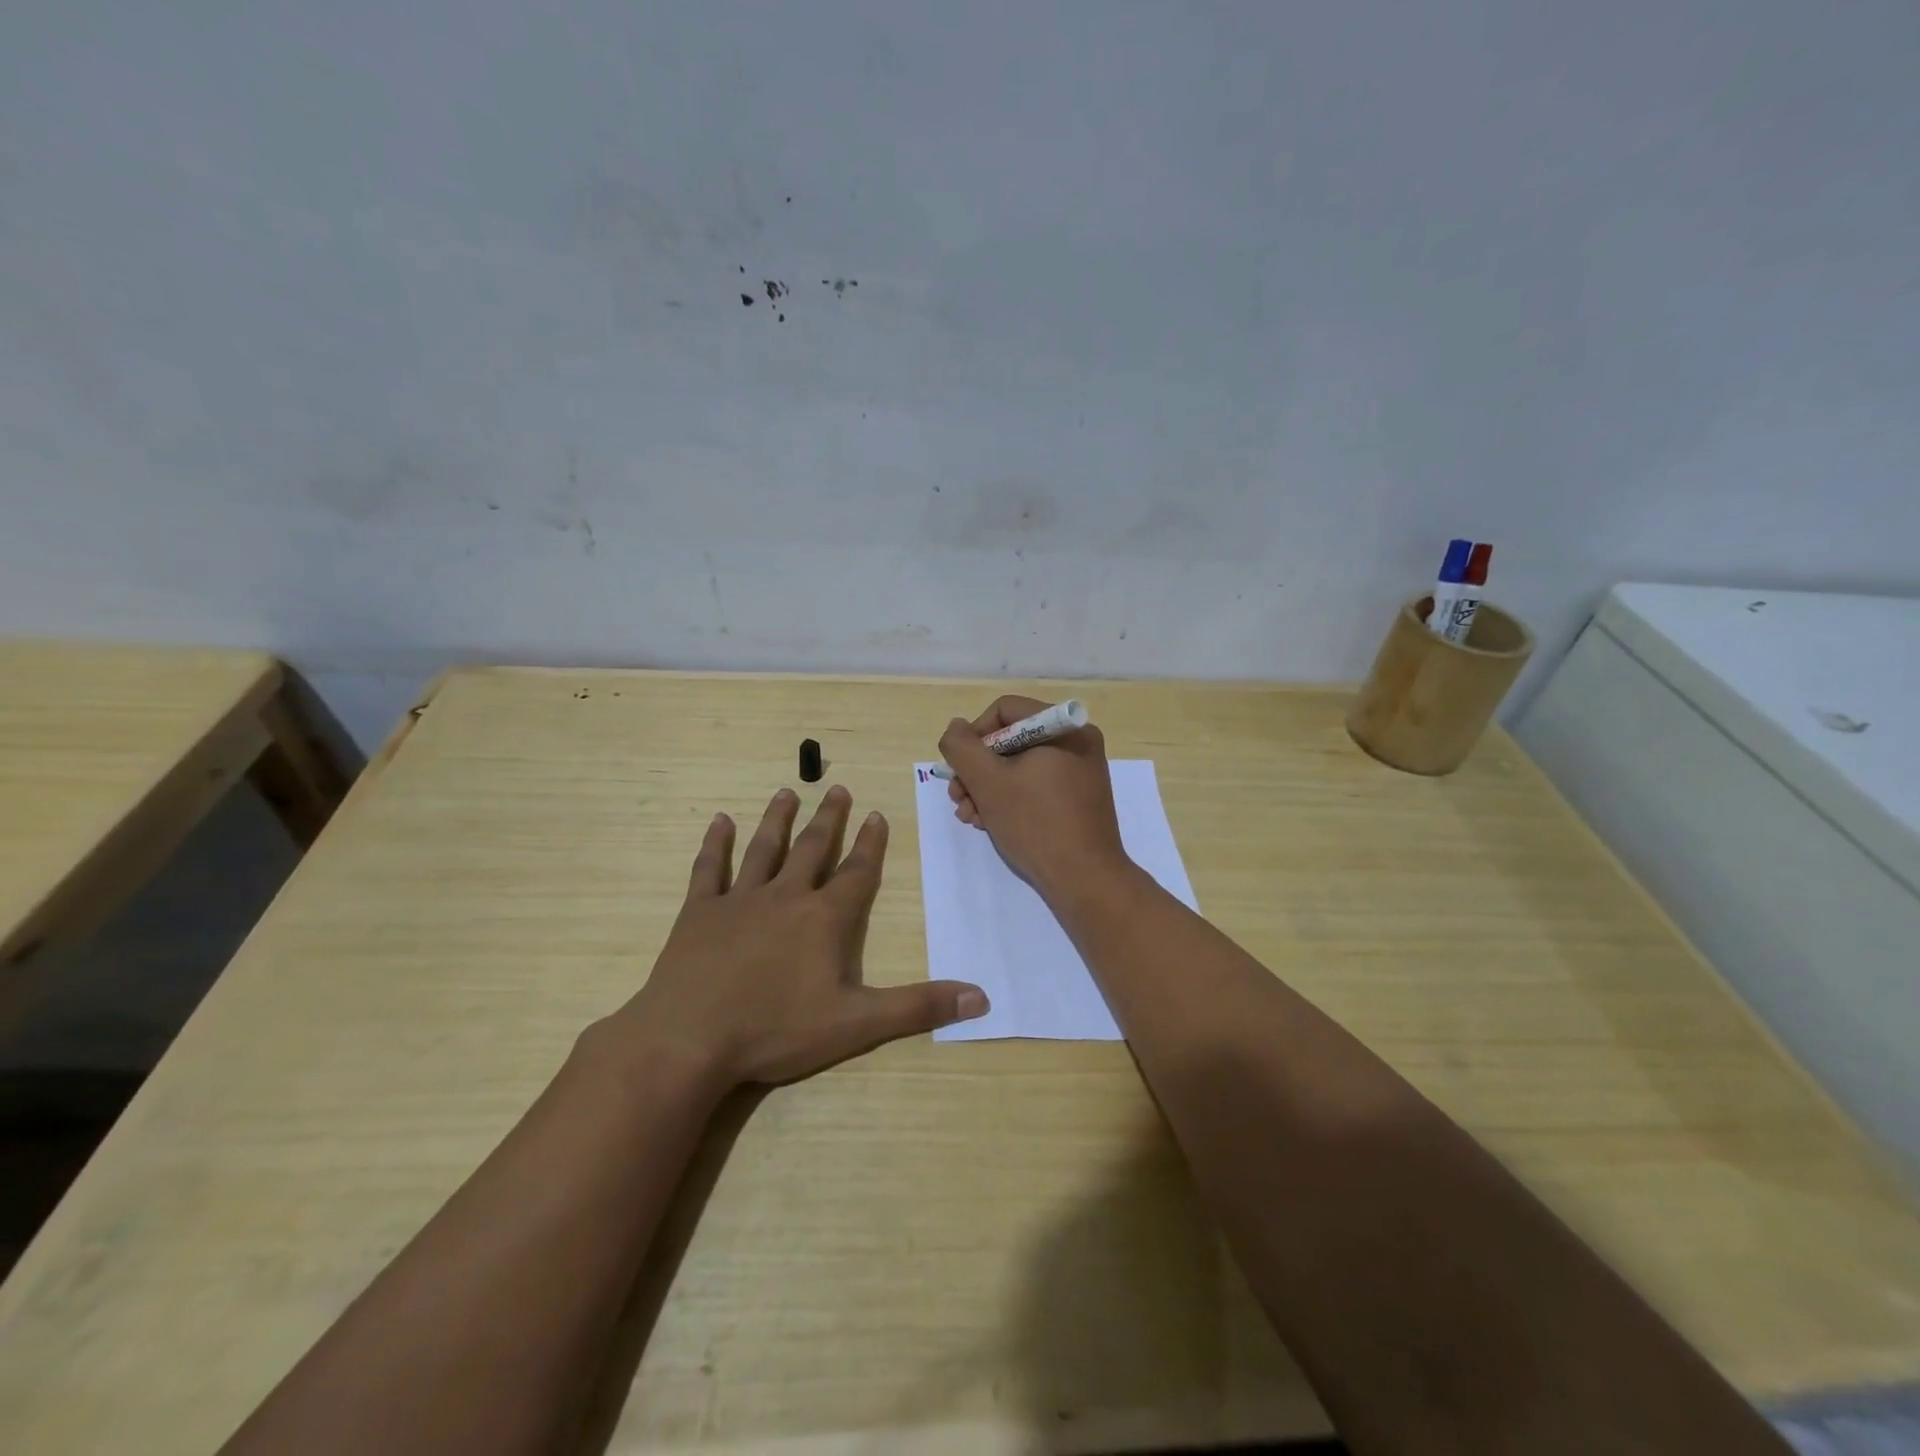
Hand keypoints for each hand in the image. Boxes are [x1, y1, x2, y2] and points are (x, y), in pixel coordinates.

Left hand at [608, 786, 987, 1088]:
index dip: (870, 844)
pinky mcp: (698, 912)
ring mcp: (739, 900)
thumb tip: (981, 997)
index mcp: (824, 919)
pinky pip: (709, 869)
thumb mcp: (857, 1024)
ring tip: (786, 792)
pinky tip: (719, 822)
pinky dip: (715, 844)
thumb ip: (918, 1007)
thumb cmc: (776, 1030)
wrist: (690, 1039)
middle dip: (828, 819)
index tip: (877, 813)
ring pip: (763, 849)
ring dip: (777, 820)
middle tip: (836, 789)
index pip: (856, 872)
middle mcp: (785, 897)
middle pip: (812, 849)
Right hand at [937, 696, 1131, 900]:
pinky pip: (1036, 785)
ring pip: (1019, 766)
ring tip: (970, 817)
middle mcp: (1076, 742)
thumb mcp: (987, 782)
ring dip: (987, 788)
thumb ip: (962, 747)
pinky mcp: (1078, 798)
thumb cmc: (1036, 823)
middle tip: (958, 799)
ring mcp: (1080, 771)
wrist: (1085, 879)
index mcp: (1063, 727)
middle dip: (977, 770)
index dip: (974, 737)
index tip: (961, 770)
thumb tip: (956, 728)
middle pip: (1010, 740)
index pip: (1004, 711)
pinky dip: (1010, 799)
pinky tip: (990, 823)